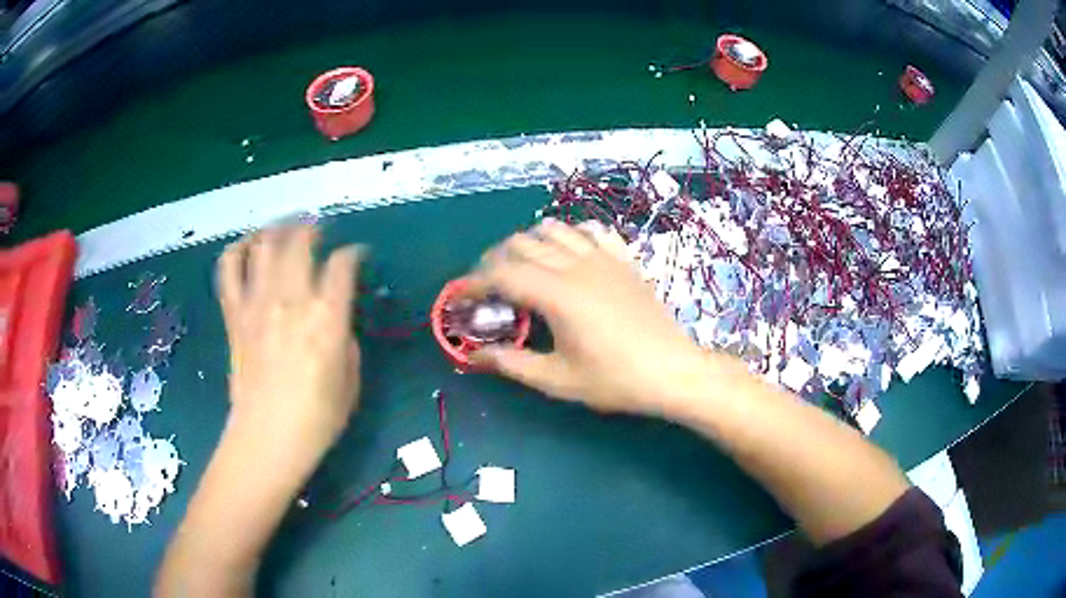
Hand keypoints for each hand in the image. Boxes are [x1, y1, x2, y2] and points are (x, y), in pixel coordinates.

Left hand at [216, 225, 362, 459]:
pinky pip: (229, 268)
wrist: (268, 438)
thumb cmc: (317, 418)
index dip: (353, 254)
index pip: (343, 264)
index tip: (357, 256)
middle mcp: (291, 299)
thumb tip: (335, 318)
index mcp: (327, 318)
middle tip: (320, 232)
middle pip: (301, 240)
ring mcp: (257, 303)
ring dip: (279, 229)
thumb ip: (345, 338)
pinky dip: (238, 249)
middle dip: (314, 228)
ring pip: (265, 244)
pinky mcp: (234, 313)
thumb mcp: (351, 380)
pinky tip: (249, 248)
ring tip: (286, 230)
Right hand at [469, 219, 740, 417]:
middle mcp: (576, 265)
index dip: (475, 282)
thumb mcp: (557, 380)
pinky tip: (568, 253)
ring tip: (522, 266)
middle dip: (495, 259)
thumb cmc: (615, 380)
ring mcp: (603, 257)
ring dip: (529, 242)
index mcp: (557, 294)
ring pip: (554, 228)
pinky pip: (591, 230)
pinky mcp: (623, 259)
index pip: (502, 273)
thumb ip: (511, 363)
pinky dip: (570, 234)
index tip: (463, 296)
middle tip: (488, 286)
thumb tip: (473, 356)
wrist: (672, 371)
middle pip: (522, 243)